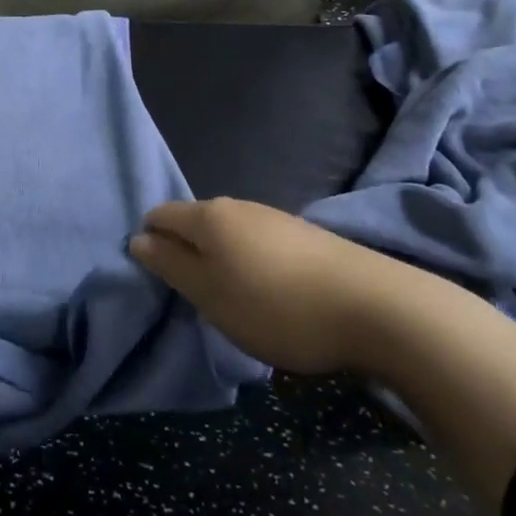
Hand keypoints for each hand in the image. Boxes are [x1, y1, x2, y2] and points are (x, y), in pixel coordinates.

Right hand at [130, 197, 397, 375]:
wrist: (377, 309)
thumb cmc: (276, 306)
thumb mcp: (210, 295)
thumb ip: (170, 266)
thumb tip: (138, 239)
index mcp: (208, 216)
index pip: (159, 215)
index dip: (150, 243)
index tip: (161, 281)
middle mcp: (238, 206)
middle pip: (194, 223)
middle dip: (186, 254)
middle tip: (195, 298)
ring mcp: (275, 218)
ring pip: (229, 235)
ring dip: (221, 262)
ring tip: (234, 302)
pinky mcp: (306, 237)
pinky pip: (259, 245)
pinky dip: (251, 266)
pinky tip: (271, 296)